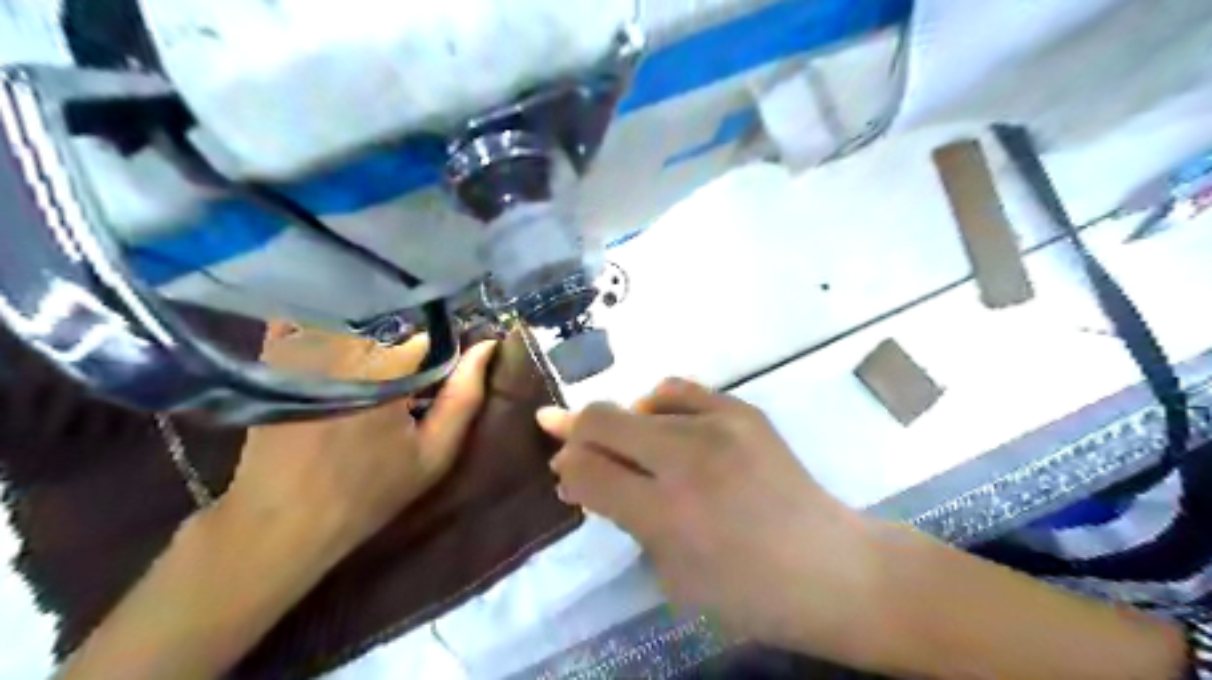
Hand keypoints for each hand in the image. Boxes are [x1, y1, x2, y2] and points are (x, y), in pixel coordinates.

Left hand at [225, 329, 496, 561]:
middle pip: (390, 321)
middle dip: (403, 343)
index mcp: (388, 367)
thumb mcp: (434, 453)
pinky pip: (304, 321)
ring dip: (368, 330)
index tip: (440, 373)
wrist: (285, 519)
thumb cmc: (370, 490)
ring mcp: (304, 346)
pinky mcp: (274, 355)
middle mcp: (344, 345)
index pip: (428, 336)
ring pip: (352, 316)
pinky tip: (333, 354)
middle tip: (404, 378)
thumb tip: (487, 345)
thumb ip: (464, 397)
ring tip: (372, 368)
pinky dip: (323, 325)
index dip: (440, 352)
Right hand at [538, 377, 882, 658]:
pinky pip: (679, 390)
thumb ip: (622, 516)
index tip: (564, 472)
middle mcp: (688, 459)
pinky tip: (662, 424)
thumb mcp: (670, 571)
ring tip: (629, 445)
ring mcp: (719, 425)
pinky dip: (657, 405)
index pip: (587, 470)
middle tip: (567, 442)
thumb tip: (582, 475)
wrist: (828, 566)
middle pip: (601, 420)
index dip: (566, 467)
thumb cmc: (747, 591)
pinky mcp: (743, 410)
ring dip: (619, 423)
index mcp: (667, 514)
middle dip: (574, 432)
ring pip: (637, 402)